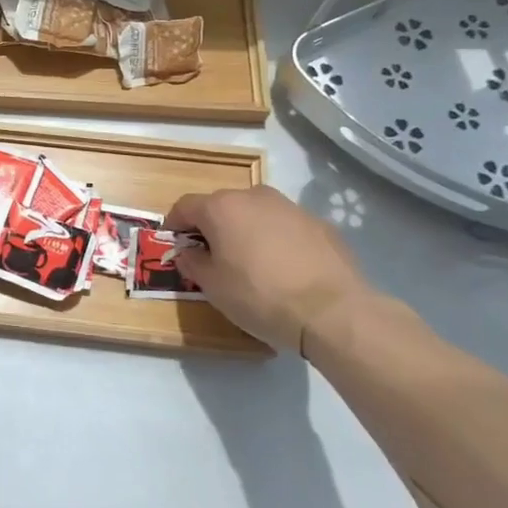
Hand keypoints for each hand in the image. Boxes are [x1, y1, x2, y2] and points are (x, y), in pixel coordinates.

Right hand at [166, 186, 372, 352]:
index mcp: (221, 208)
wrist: (332, 311)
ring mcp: (290, 206)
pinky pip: (285, 226)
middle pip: (222, 205)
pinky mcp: (319, 223)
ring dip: (246, 230)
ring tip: (251, 262)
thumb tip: (189, 252)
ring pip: (256, 213)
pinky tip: (284, 269)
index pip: (185, 206)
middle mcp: (254, 196)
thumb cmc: (259, 296)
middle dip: (212, 226)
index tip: (175, 244)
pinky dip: (277, 239)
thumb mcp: (213, 286)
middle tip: (213, 256)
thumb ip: (193, 263)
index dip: (175, 224)